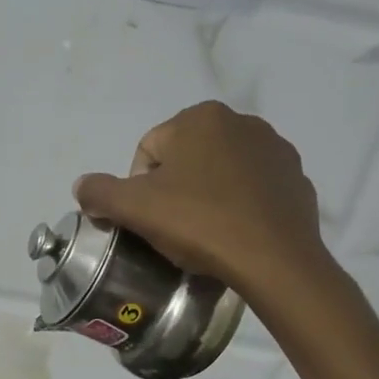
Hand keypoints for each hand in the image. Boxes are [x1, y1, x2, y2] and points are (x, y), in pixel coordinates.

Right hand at [74, 101, 333, 298]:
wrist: (273, 259)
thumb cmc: (199, 223)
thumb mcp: (135, 209)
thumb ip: (100, 192)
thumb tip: (82, 186)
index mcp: (199, 118)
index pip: (148, 151)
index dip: (140, 189)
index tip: (150, 220)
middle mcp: (240, 121)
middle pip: (185, 159)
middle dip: (175, 190)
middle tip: (175, 228)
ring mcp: (274, 148)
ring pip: (220, 172)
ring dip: (207, 196)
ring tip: (207, 233)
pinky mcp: (296, 177)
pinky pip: (253, 189)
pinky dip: (240, 205)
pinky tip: (236, 232)